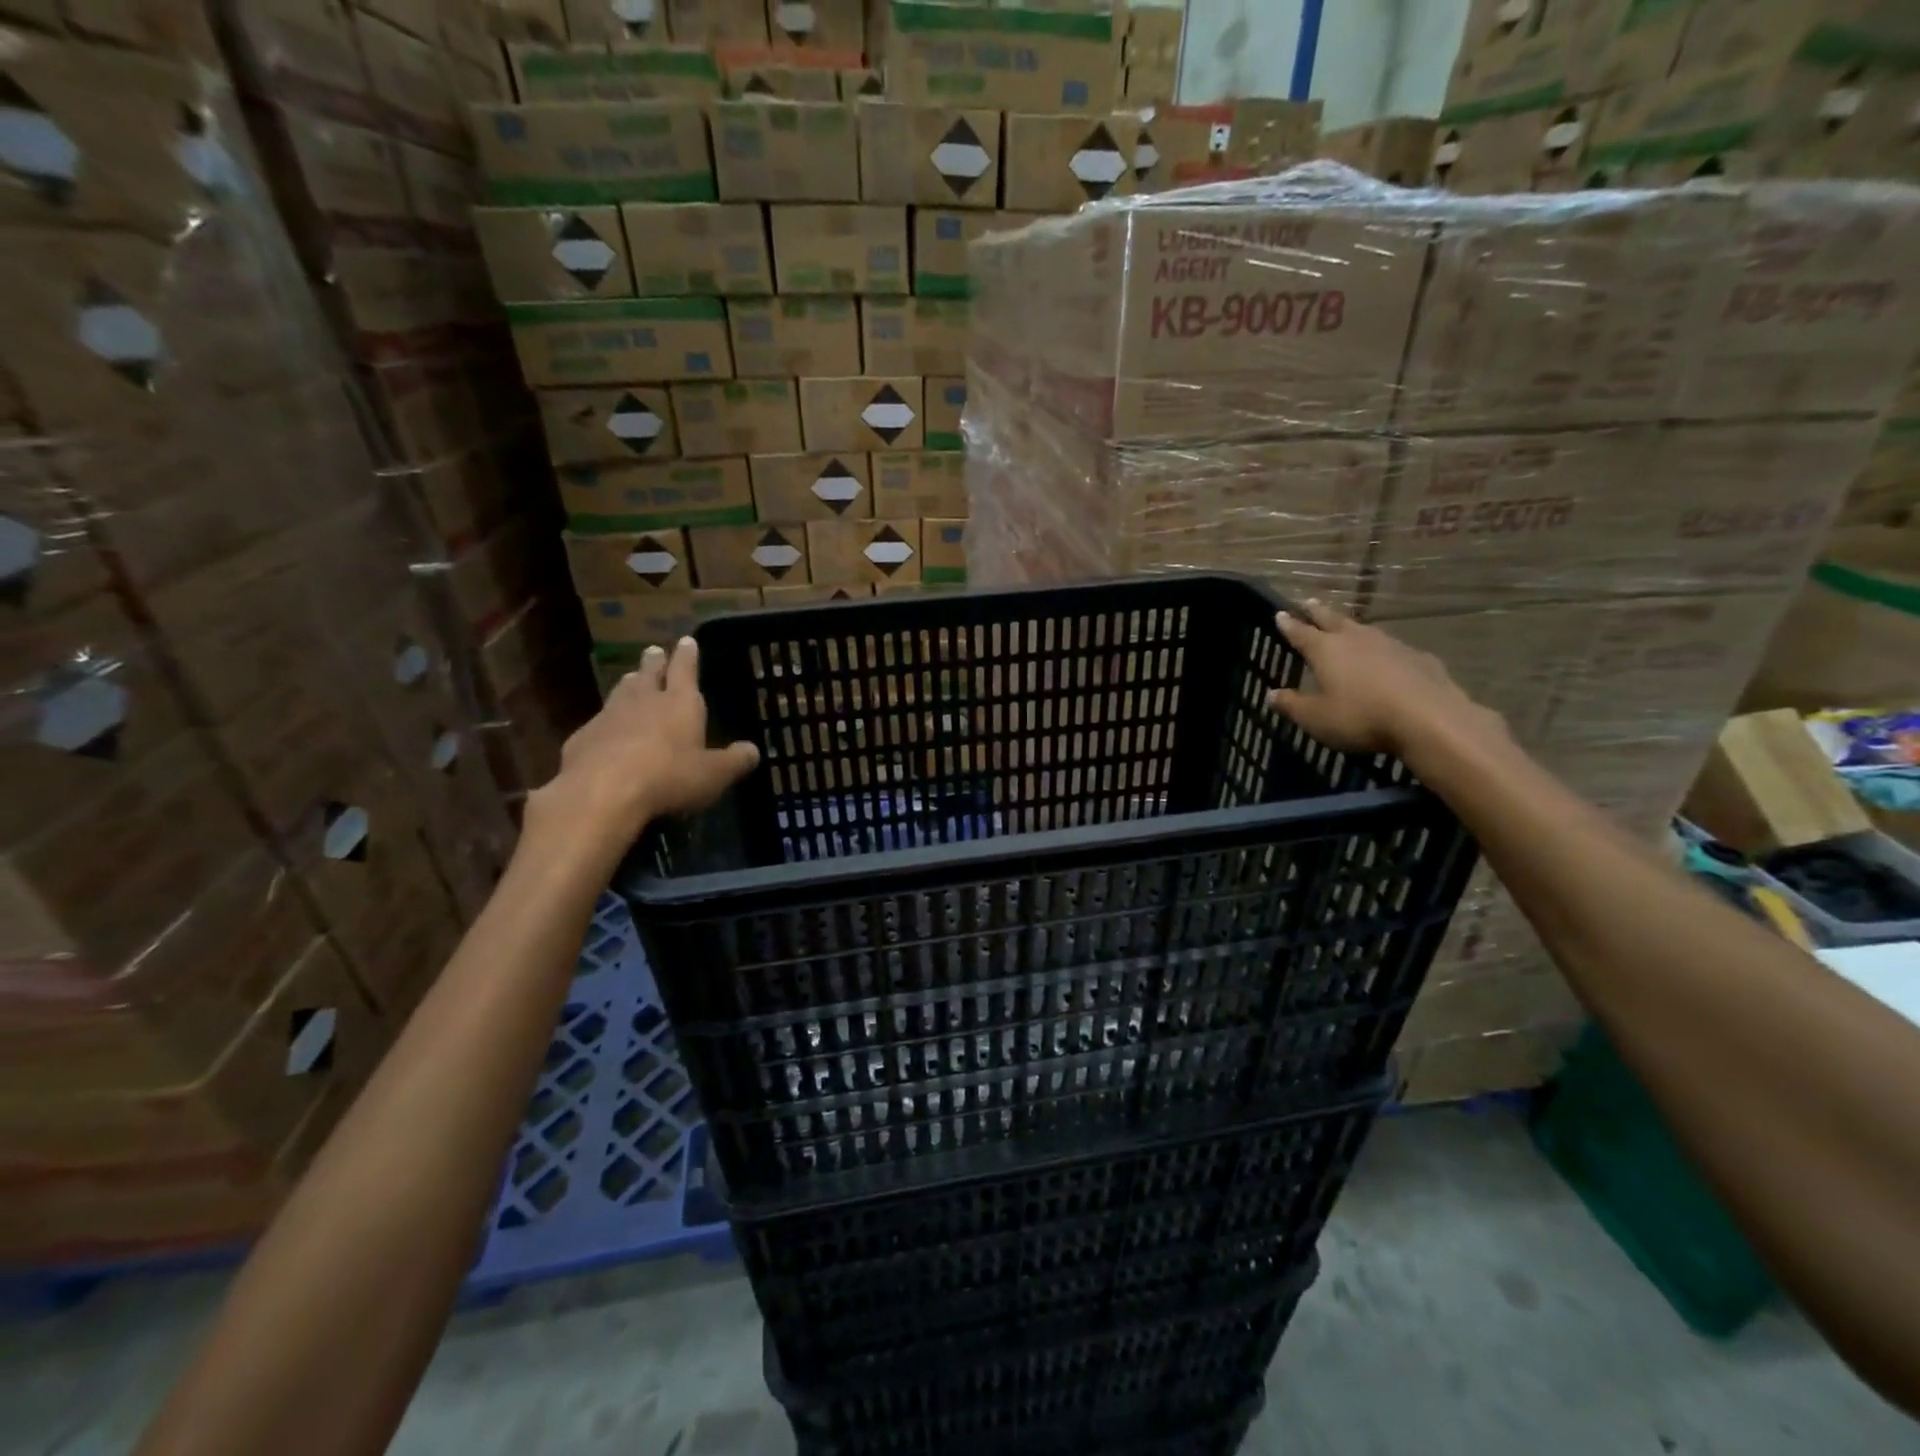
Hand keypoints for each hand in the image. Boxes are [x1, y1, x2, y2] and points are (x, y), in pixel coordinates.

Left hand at [526, 638, 759, 855]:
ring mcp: (608, 717)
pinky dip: (606, 721)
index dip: (687, 655)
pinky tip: (606, 731)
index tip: (686, 640)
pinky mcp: (582, 738)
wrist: (601, 793)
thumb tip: (754, 750)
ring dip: (629, 684)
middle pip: (649, 674)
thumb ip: (735, 761)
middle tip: (654, 651)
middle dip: (654, 662)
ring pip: (621, 692)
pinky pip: (598, 722)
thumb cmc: (668, 777)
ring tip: (632, 679)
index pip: (685, 669)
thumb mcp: (713, 775)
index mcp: (680, 703)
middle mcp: (644, 701)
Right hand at [1267, 599, 1502, 758]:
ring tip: (1345, 626)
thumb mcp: (1316, 718)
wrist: (1429, 719)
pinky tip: (1386, 657)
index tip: (1280, 614)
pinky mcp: (1419, 658)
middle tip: (1308, 602)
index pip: (1302, 633)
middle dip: (1318, 612)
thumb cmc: (1361, 717)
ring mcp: (1391, 645)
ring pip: (1364, 629)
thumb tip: (1270, 694)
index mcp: (1326, 651)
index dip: (1289, 624)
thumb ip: (1292, 705)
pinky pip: (1393, 648)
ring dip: (1351, 626)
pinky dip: (1382, 649)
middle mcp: (1357, 640)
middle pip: (1333, 620)